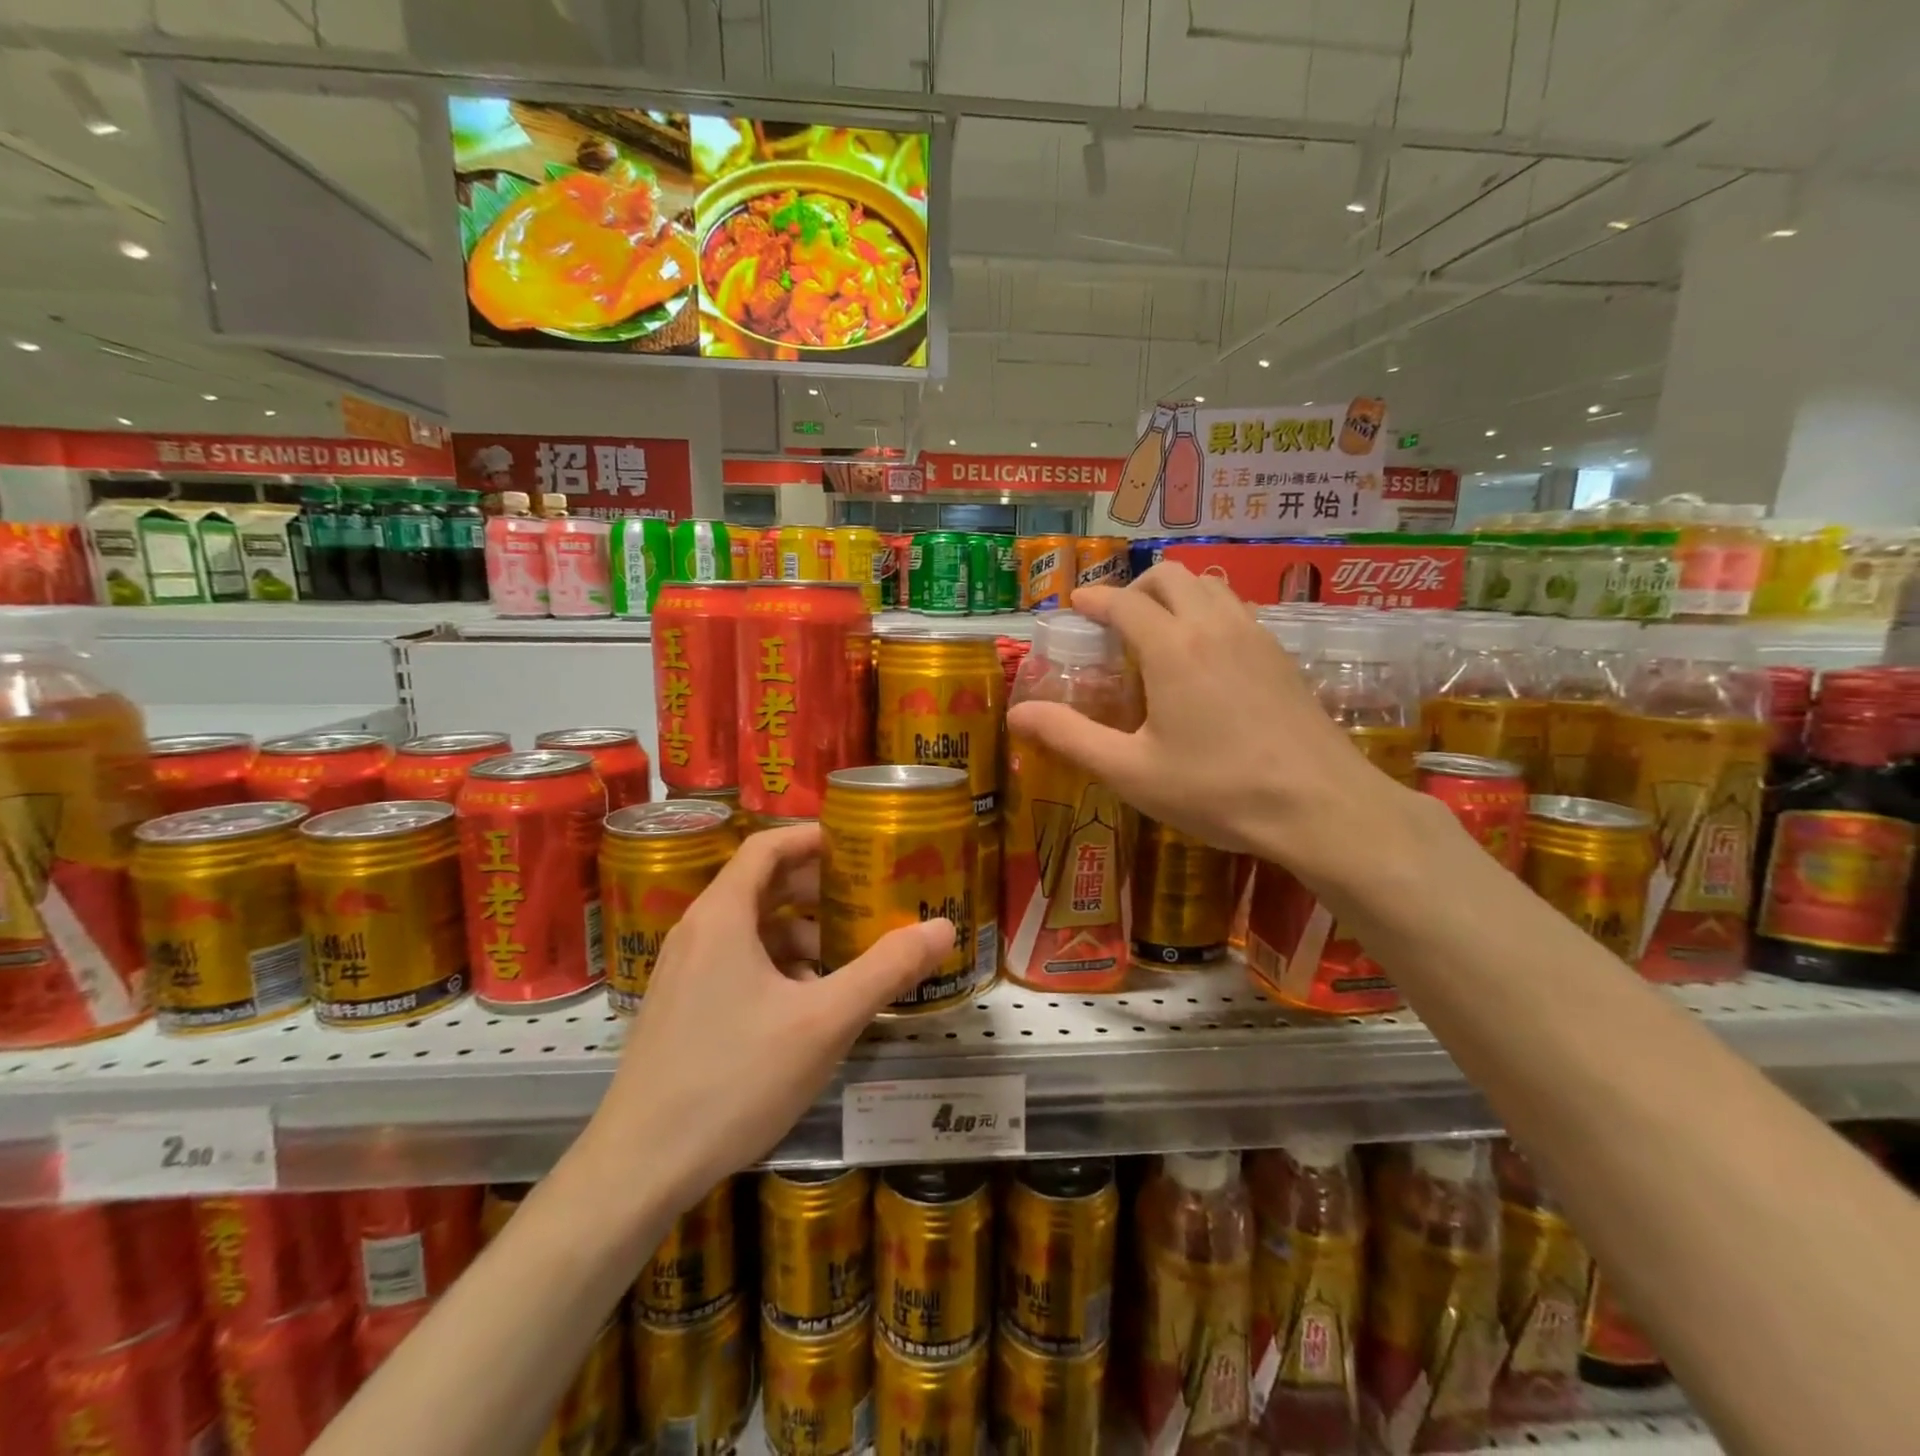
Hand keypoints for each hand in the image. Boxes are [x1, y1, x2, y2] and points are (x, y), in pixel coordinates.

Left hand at [577, 824, 950, 1219]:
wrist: (638, 1168)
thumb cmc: (734, 1079)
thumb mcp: (824, 1022)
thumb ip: (886, 970)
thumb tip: (944, 927)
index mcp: (722, 916)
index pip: (766, 847)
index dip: (813, 837)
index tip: (858, 844)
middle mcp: (697, 932)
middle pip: (761, 885)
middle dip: (816, 888)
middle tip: (866, 899)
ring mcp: (683, 973)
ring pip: (750, 930)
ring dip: (799, 931)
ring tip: (845, 955)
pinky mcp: (680, 1009)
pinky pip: (736, 963)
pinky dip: (776, 965)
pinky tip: (807, 1004)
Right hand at [1005, 563, 1411, 887]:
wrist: (1320, 806)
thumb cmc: (1217, 790)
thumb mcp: (1130, 771)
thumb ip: (1070, 737)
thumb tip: (1018, 714)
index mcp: (1172, 648)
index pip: (1123, 602)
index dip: (1094, 600)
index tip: (1076, 606)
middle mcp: (1214, 627)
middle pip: (1170, 576)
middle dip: (1135, 588)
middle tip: (1115, 622)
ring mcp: (1256, 637)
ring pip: (1210, 586)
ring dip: (1176, 595)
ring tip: (1158, 634)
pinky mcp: (1282, 656)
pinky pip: (1237, 610)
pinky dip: (1208, 612)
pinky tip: (1206, 658)